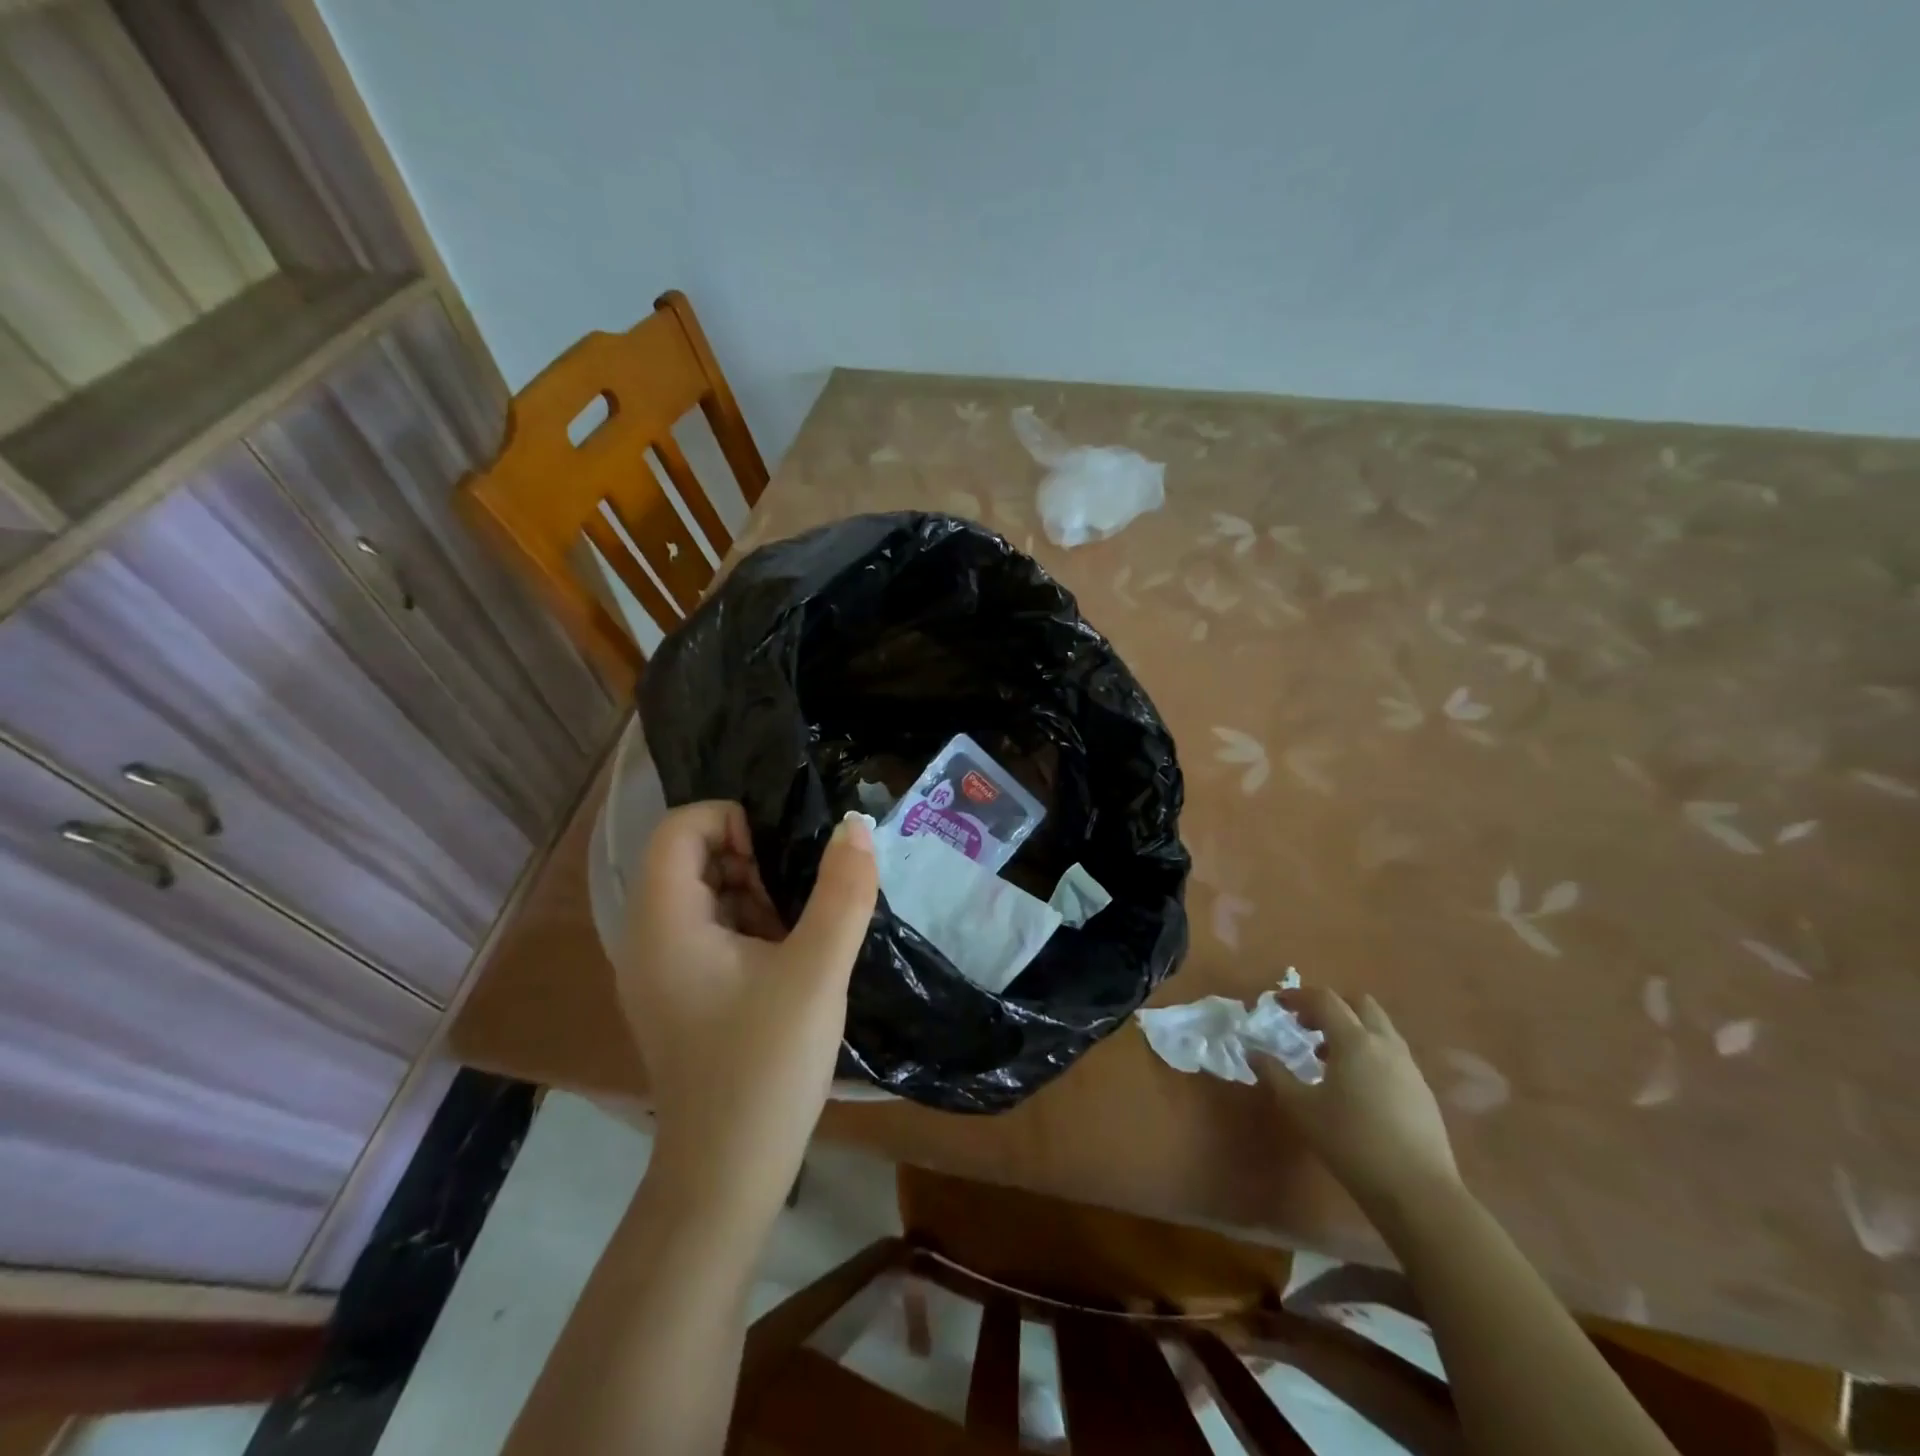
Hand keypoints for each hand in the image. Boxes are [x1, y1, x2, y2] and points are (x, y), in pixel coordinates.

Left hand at [617, 803, 876, 1229]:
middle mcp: (648, 939)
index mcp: (664, 923)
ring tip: (800, 933)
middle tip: (798, 899)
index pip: (679, 827)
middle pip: (690, 858)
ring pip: (705, 894)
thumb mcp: (816, 972)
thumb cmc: (766, 1067)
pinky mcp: (680, 994)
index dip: (732, 820)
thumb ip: (842, 892)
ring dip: (755, 895)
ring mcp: (661, 970)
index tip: (781, 858)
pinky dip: (749, 928)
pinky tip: (788, 963)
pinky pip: (710, 932)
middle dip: (750, 860)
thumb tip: (856, 826)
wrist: (728, 1176)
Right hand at [1265, 988, 1460, 1215]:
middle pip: (1359, 1004)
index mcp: (1354, 1041)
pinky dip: (1369, 1052)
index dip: (1298, 996)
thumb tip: (1252, 1052)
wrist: (1419, 1192)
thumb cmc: (1351, 1143)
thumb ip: (1275, 1075)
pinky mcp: (1422, 1091)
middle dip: (1331, 1006)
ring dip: (1352, 1029)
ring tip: (1327, 1057)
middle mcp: (1385, 1044)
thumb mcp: (1302, 1109)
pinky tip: (1355, 1085)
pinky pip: (1391, 1053)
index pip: (1325, 1000)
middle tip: (1306, 1026)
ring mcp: (1408, 1067)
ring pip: (1379, 1028)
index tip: (1278, 1004)